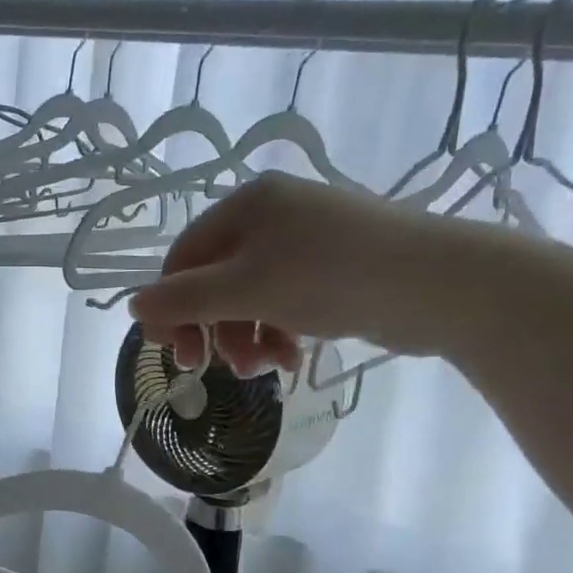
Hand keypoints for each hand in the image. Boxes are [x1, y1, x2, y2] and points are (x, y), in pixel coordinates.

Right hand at [128, 173, 453, 375]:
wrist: (439, 285)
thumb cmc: (330, 277)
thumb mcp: (245, 289)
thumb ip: (184, 300)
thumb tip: (133, 306)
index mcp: (246, 204)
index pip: (184, 257)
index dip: (172, 306)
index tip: (176, 354)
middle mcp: (272, 215)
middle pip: (216, 278)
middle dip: (215, 328)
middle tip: (216, 368)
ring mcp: (306, 240)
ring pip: (251, 295)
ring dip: (247, 337)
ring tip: (264, 368)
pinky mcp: (334, 268)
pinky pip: (285, 300)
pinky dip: (280, 331)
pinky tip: (292, 357)